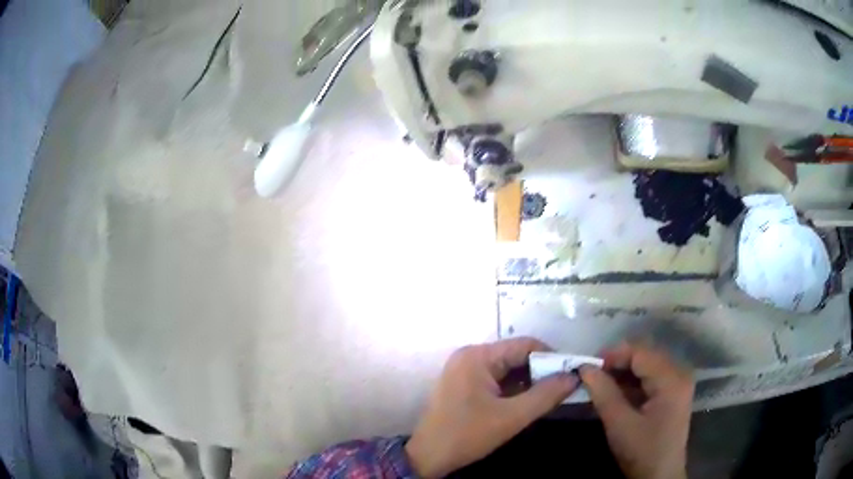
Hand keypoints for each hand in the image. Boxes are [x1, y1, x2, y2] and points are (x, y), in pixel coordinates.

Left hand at [405, 338, 578, 477]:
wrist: (428, 457)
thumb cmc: (467, 434)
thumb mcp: (511, 417)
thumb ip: (545, 395)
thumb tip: (574, 377)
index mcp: (478, 356)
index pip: (525, 345)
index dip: (552, 357)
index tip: (572, 374)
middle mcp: (470, 356)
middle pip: (516, 356)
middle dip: (541, 372)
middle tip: (564, 388)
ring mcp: (465, 370)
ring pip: (508, 369)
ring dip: (529, 382)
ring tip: (550, 397)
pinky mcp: (464, 385)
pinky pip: (496, 380)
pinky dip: (514, 389)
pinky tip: (528, 402)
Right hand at [580, 344, 693, 478]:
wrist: (660, 475)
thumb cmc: (641, 451)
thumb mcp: (619, 424)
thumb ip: (603, 392)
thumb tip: (584, 368)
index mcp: (671, 379)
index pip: (641, 353)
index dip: (613, 355)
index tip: (588, 366)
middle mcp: (679, 373)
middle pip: (645, 356)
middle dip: (618, 362)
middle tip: (593, 374)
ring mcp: (678, 383)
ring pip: (647, 365)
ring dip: (624, 372)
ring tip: (601, 383)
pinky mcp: (674, 393)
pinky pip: (652, 377)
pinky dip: (633, 382)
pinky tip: (616, 392)